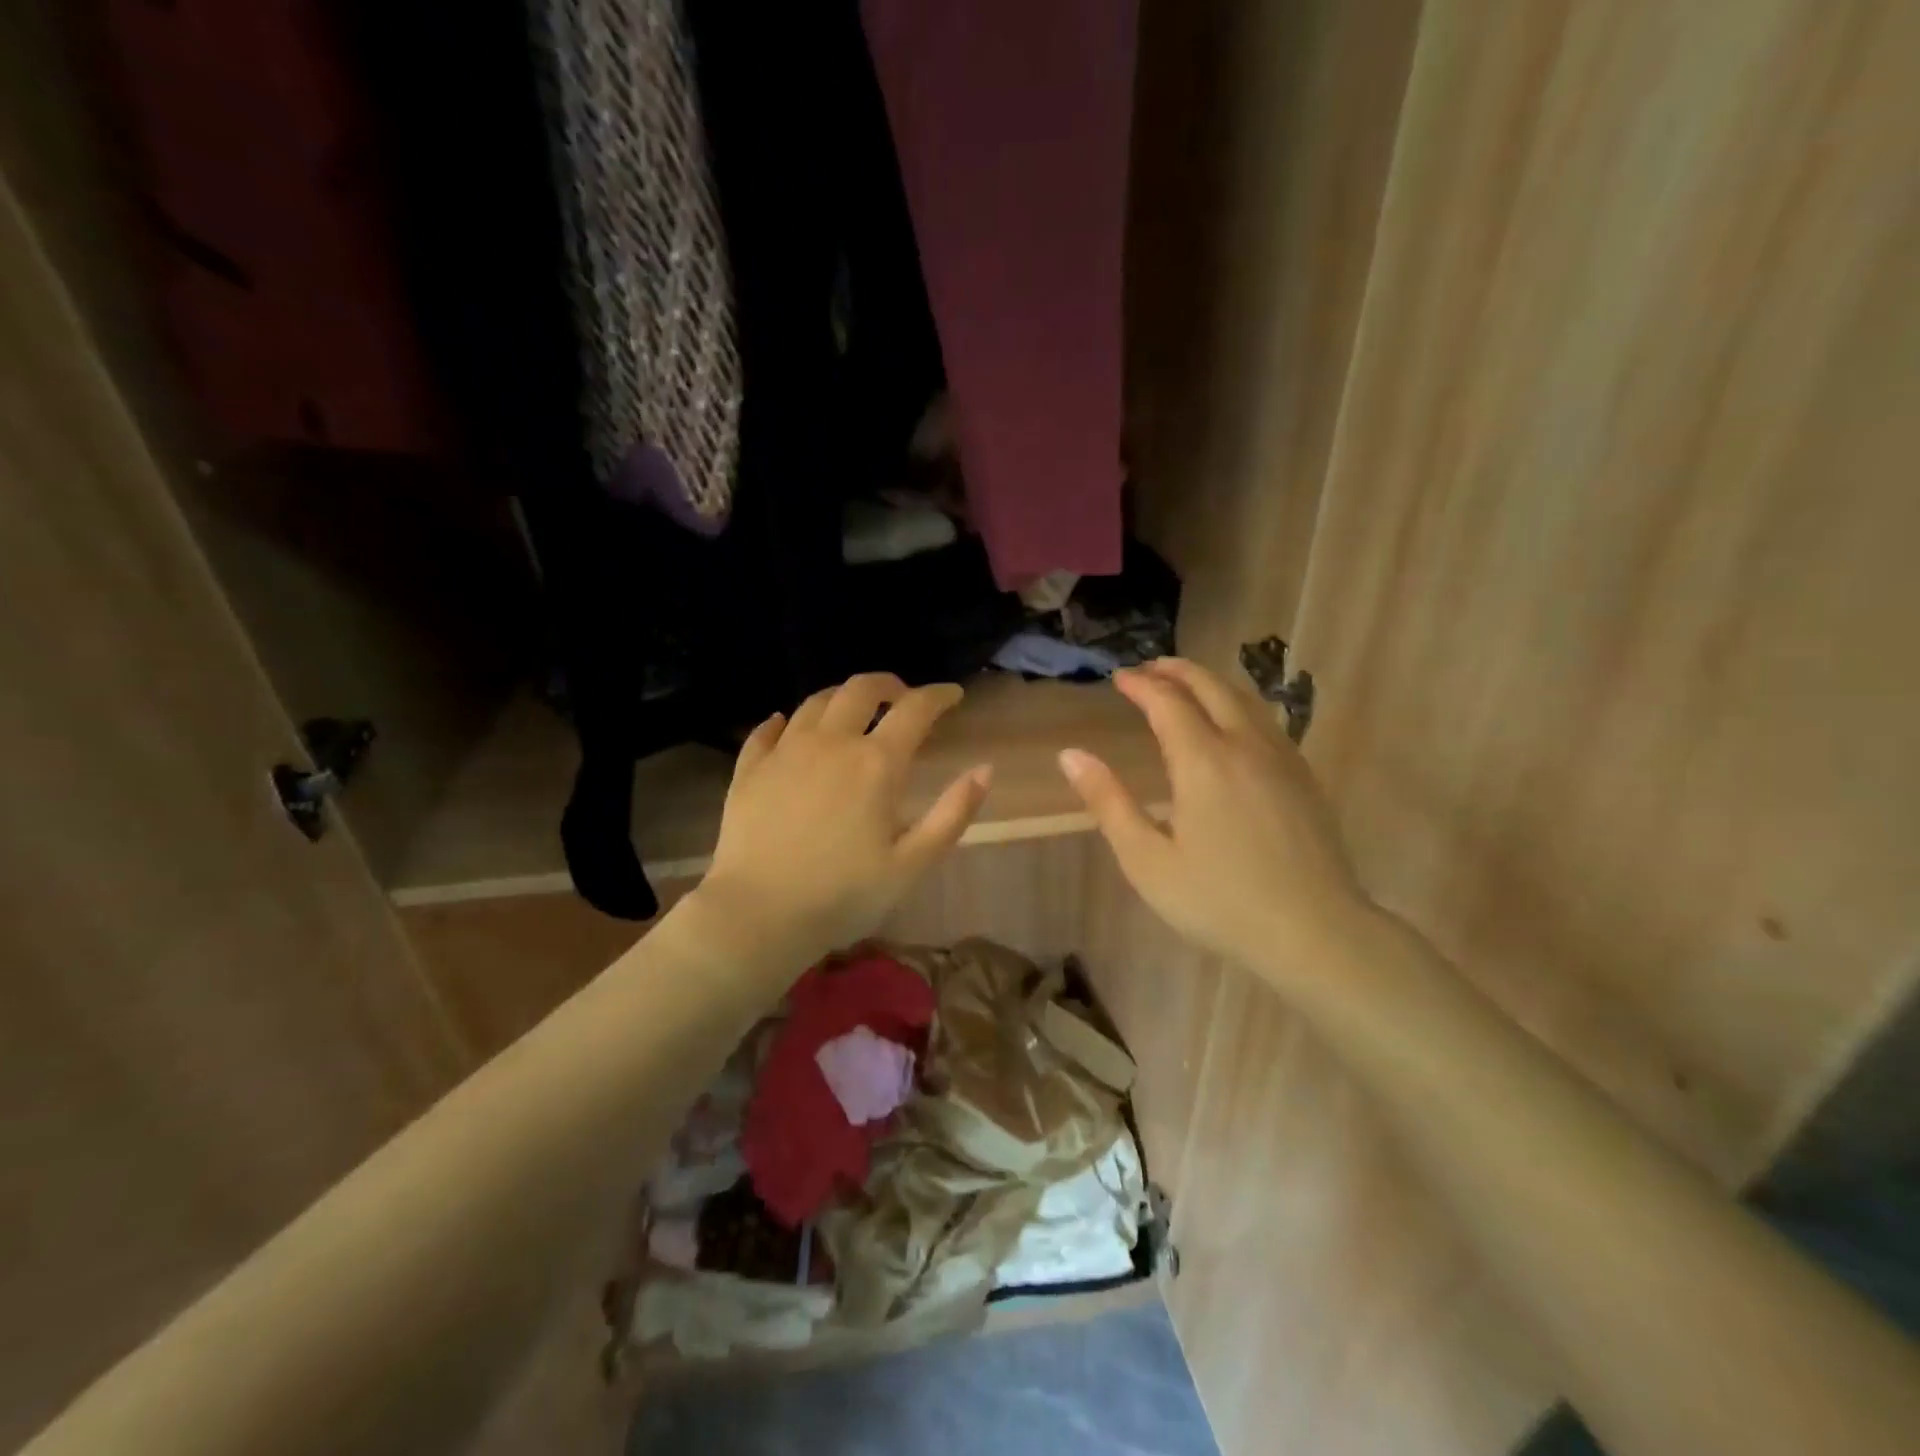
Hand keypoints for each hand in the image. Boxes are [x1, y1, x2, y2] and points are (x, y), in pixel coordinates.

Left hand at [697, 673, 992, 963]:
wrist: (759, 914)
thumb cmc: (844, 895)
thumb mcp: (912, 863)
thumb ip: (952, 813)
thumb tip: (985, 769)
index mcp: (876, 763)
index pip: (915, 709)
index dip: (939, 695)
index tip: (953, 695)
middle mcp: (831, 743)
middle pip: (861, 689)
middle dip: (889, 685)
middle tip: (901, 697)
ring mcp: (785, 751)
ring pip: (815, 702)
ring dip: (841, 697)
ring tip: (852, 709)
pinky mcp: (750, 769)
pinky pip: (767, 730)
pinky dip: (784, 721)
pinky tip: (785, 725)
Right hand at [1059, 658, 1374, 990]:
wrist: (1315, 932)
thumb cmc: (1220, 901)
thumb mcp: (1147, 860)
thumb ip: (1108, 803)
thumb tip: (1070, 755)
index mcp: (1203, 762)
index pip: (1167, 702)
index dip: (1141, 685)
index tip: (1119, 678)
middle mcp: (1245, 746)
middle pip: (1211, 687)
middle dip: (1177, 671)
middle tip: (1150, 669)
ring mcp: (1282, 759)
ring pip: (1244, 700)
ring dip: (1210, 684)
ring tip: (1186, 686)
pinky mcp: (1304, 778)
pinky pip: (1265, 722)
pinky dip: (1237, 706)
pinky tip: (1231, 726)